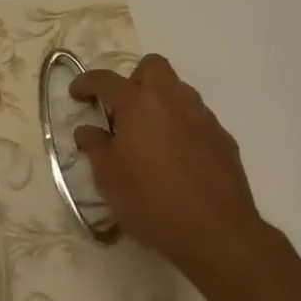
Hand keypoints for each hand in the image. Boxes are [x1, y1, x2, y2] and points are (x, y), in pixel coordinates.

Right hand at [70, 53, 266, 283]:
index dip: (86, 83)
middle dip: (134, 80)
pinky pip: (197, 119)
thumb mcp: (108, 178)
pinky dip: (182, 127)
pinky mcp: (223, 139)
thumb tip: (88, 130)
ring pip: (179, 91)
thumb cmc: (152, 202)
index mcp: (138, 104)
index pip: (106, 80)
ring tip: (150, 136)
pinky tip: (178, 159)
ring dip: (161, 103)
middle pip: (153, 66)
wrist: (217, 234)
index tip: (77, 94)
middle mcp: (172, 100)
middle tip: (123, 110)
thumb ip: (95, 147)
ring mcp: (202, 117)